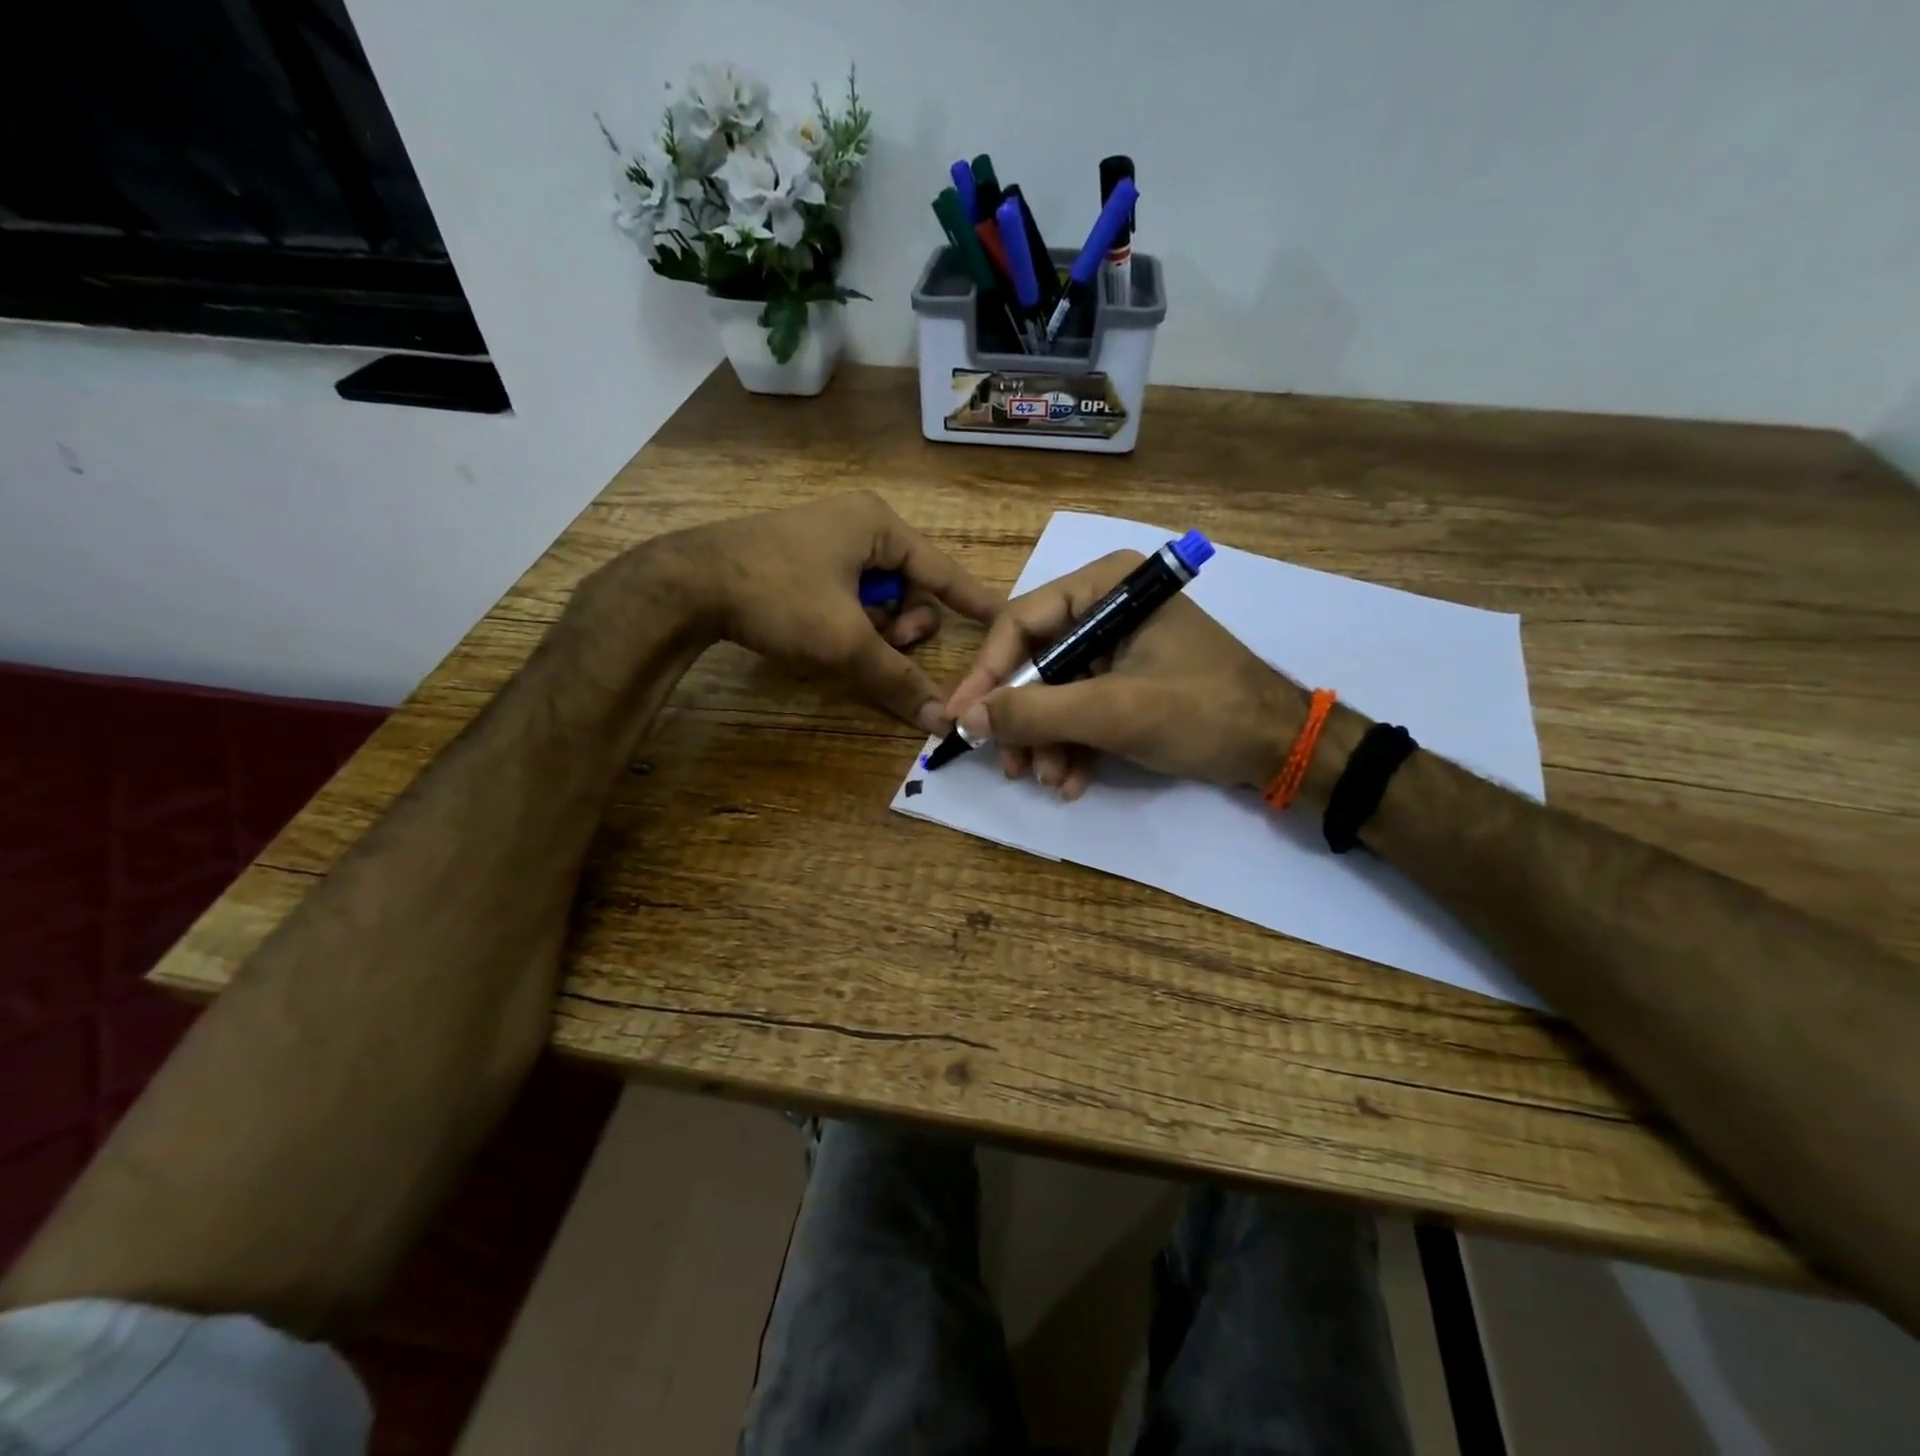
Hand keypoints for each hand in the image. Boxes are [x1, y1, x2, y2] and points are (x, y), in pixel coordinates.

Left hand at [661, 492, 1000, 732]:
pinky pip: (848, 596)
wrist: (687, 584)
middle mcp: (858, 524)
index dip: (975, 601)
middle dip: (899, 625)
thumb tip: (941, 722)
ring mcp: (827, 540)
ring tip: (842, 641)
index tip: (1005, 623)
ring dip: (871, 628)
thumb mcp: (845, 641)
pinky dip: (846, 621)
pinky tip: (820, 634)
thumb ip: (897, 680)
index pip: (944, 570)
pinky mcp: (802, 560)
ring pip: (878, 598)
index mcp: (878, 525)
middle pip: (910, 588)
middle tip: (879, 644)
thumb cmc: (779, 597)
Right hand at [945, 550, 1304, 798]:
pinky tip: (1072, 782)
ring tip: (1049, 782)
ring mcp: (1118, 647)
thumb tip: (966, 719)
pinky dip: (1072, 746)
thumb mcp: (1114, 712)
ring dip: (1046, 742)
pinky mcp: (1128, 681)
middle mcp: (1107, 607)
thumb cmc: (1203, 712)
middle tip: (1009, 766)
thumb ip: (1036, 712)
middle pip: (1036, 661)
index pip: (1022, 622)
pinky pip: (1081, 709)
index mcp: (1107, 586)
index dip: (986, 674)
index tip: (960, 720)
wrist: (1280, 748)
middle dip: (1023, 720)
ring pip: (1056, 692)